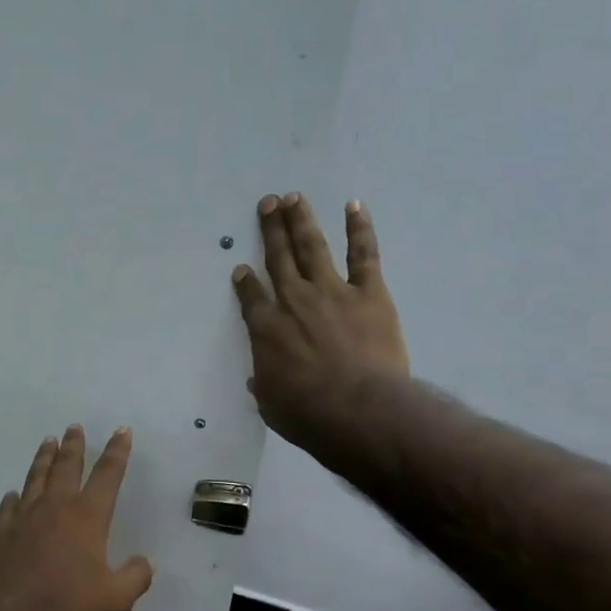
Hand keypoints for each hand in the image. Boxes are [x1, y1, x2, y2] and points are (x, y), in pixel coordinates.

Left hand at [0, 425, 154, 610]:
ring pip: (36, 478)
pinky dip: (12, 497)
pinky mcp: (2, 534)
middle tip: (74, 427)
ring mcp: (25, 518)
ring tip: (47, 441)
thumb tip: (146, 562)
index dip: (117, 451)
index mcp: (87, 516)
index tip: (121, 430)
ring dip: (43, 458)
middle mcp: (56, 507)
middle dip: (74, 446)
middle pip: (66, 467)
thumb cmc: (65, 603)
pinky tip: (12, 494)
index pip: (107, 475)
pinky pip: (8, 508)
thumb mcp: (115, 598)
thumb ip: (135, 577)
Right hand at [232, 193, 409, 464]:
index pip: (251, 298)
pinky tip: (354, 206)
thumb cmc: (307, 414)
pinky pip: (363, 254)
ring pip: (312, 247)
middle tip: (267, 202)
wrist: (357, 409)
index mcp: (266, 330)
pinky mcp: (368, 293)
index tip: (241, 268)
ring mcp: (331, 292)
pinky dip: (360, 229)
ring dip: (302, 220)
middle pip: (278, 258)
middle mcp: (293, 301)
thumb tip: (259, 378)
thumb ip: (264, 384)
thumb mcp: (271, 404)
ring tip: (294, 196)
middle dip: (271, 229)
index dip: (245, 281)